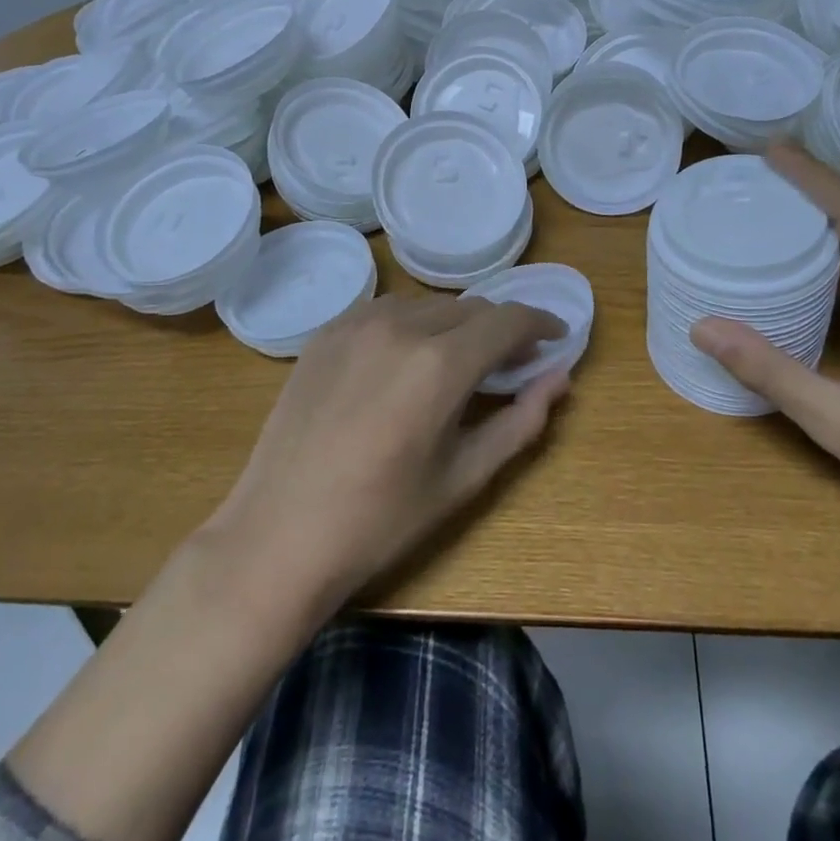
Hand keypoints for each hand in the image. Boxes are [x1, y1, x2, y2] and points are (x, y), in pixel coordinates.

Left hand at [207, 293, 568, 613]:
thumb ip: (521, 421)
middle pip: (471, 308)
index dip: (540, 322)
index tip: (557, 335)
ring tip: (457, 363)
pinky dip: (412, 324)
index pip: (508, 320)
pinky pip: (386, 310)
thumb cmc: (381, 520)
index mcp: (441, 364)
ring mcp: (358, 323)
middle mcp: (402, 326)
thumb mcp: (464, 477)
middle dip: (500, 328)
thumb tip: (560, 377)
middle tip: (511, 361)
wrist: (279, 535)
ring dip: (455, 325)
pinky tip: (406, 359)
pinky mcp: (327, 331)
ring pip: (429, 305)